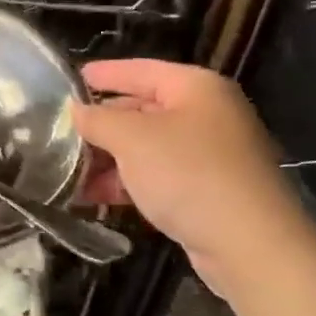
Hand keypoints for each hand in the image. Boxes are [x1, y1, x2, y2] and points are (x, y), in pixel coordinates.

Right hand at [74, 59, 315, 302]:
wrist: (251, 245)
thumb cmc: (189, 174)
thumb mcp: (132, 139)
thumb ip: (98, 120)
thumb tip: (76, 111)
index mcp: (196, 87)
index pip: (140, 70)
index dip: (104, 74)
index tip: (71, 79)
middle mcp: (208, 114)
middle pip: (143, 109)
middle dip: (102, 125)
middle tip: (63, 132)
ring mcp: (212, 154)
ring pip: (148, 147)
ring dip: (110, 159)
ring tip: (70, 172)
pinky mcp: (210, 191)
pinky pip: (160, 176)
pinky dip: (129, 182)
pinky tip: (96, 196)